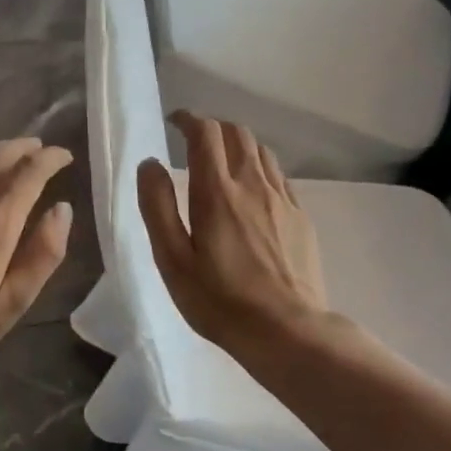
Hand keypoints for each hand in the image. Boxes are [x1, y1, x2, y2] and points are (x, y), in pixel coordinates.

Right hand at [137, 112, 326, 348]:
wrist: (286, 330)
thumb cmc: (219, 300)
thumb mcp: (172, 259)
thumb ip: (157, 207)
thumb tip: (150, 163)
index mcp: (217, 192)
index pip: (206, 133)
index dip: (189, 120)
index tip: (175, 123)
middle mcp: (253, 185)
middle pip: (238, 133)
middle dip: (214, 128)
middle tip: (195, 141)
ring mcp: (282, 200)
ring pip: (262, 152)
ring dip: (239, 145)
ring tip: (223, 162)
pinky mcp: (301, 218)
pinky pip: (279, 176)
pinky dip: (260, 168)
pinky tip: (253, 191)